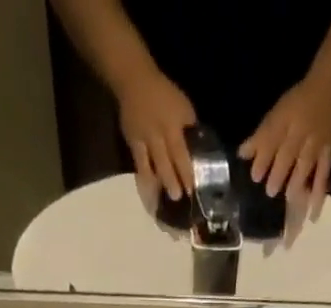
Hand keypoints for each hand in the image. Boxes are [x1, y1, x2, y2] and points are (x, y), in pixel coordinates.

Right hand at [114, 68, 196, 200]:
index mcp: (172, 126)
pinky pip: (139, 166)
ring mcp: (143, 141)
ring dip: (157, 186)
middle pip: (166, 164)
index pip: (181, 153)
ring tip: (161, 203)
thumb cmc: (163, 93)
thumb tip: (198, 148)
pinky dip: (144, 181)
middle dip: (172, 183)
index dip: (186, 172)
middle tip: (178, 199)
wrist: (134, 81)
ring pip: (151, 168)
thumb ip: (189, 127)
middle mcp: (157, 136)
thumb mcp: (183, 106)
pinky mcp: (132, 144)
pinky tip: (149, 193)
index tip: (192, 189)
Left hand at [239, 76, 330, 205]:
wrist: (328, 89)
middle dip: (279, 173)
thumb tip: (241, 154)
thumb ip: (260, 136)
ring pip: (305, 165)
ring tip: (289, 199)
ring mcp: (315, 144)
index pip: (272, 138)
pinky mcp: (328, 154)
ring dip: (296, 182)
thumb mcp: (276, 113)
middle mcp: (300, 131)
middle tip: (270, 192)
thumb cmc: (296, 105)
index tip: (255, 176)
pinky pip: (323, 176)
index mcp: (285, 120)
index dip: (263, 158)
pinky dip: (318, 195)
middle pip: (288, 153)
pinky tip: (312, 214)